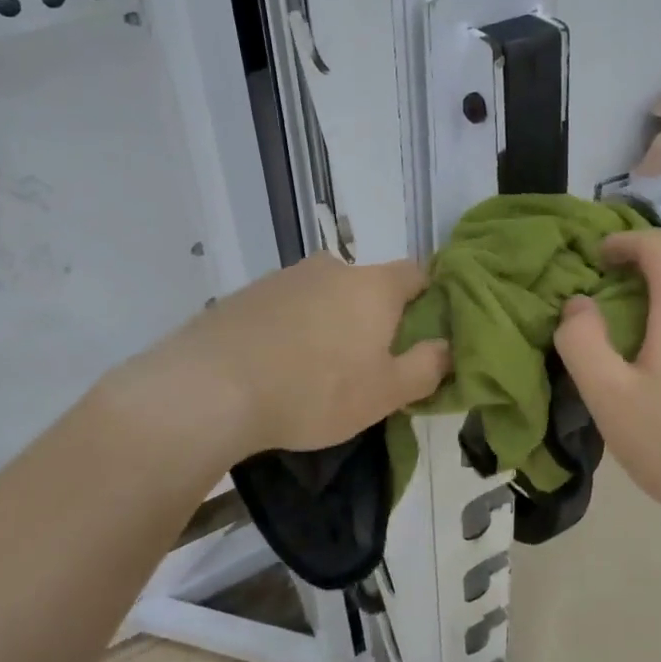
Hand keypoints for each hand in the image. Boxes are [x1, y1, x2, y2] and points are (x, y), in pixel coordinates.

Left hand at [132, 251, 450, 462]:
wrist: (211, 386)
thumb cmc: (315, 390)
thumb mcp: (385, 392)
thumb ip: (427, 367)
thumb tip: (449, 347)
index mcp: (374, 285)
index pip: (419, 273)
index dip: (431, 298)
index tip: (426, 332)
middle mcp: (333, 268)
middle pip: (369, 286)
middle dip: (376, 318)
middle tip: (371, 364)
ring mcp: (286, 277)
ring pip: (326, 297)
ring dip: (333, 324)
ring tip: (319, 372)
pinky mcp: (248, 294)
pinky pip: (289, 308)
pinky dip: (295, 329)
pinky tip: (279, 366)